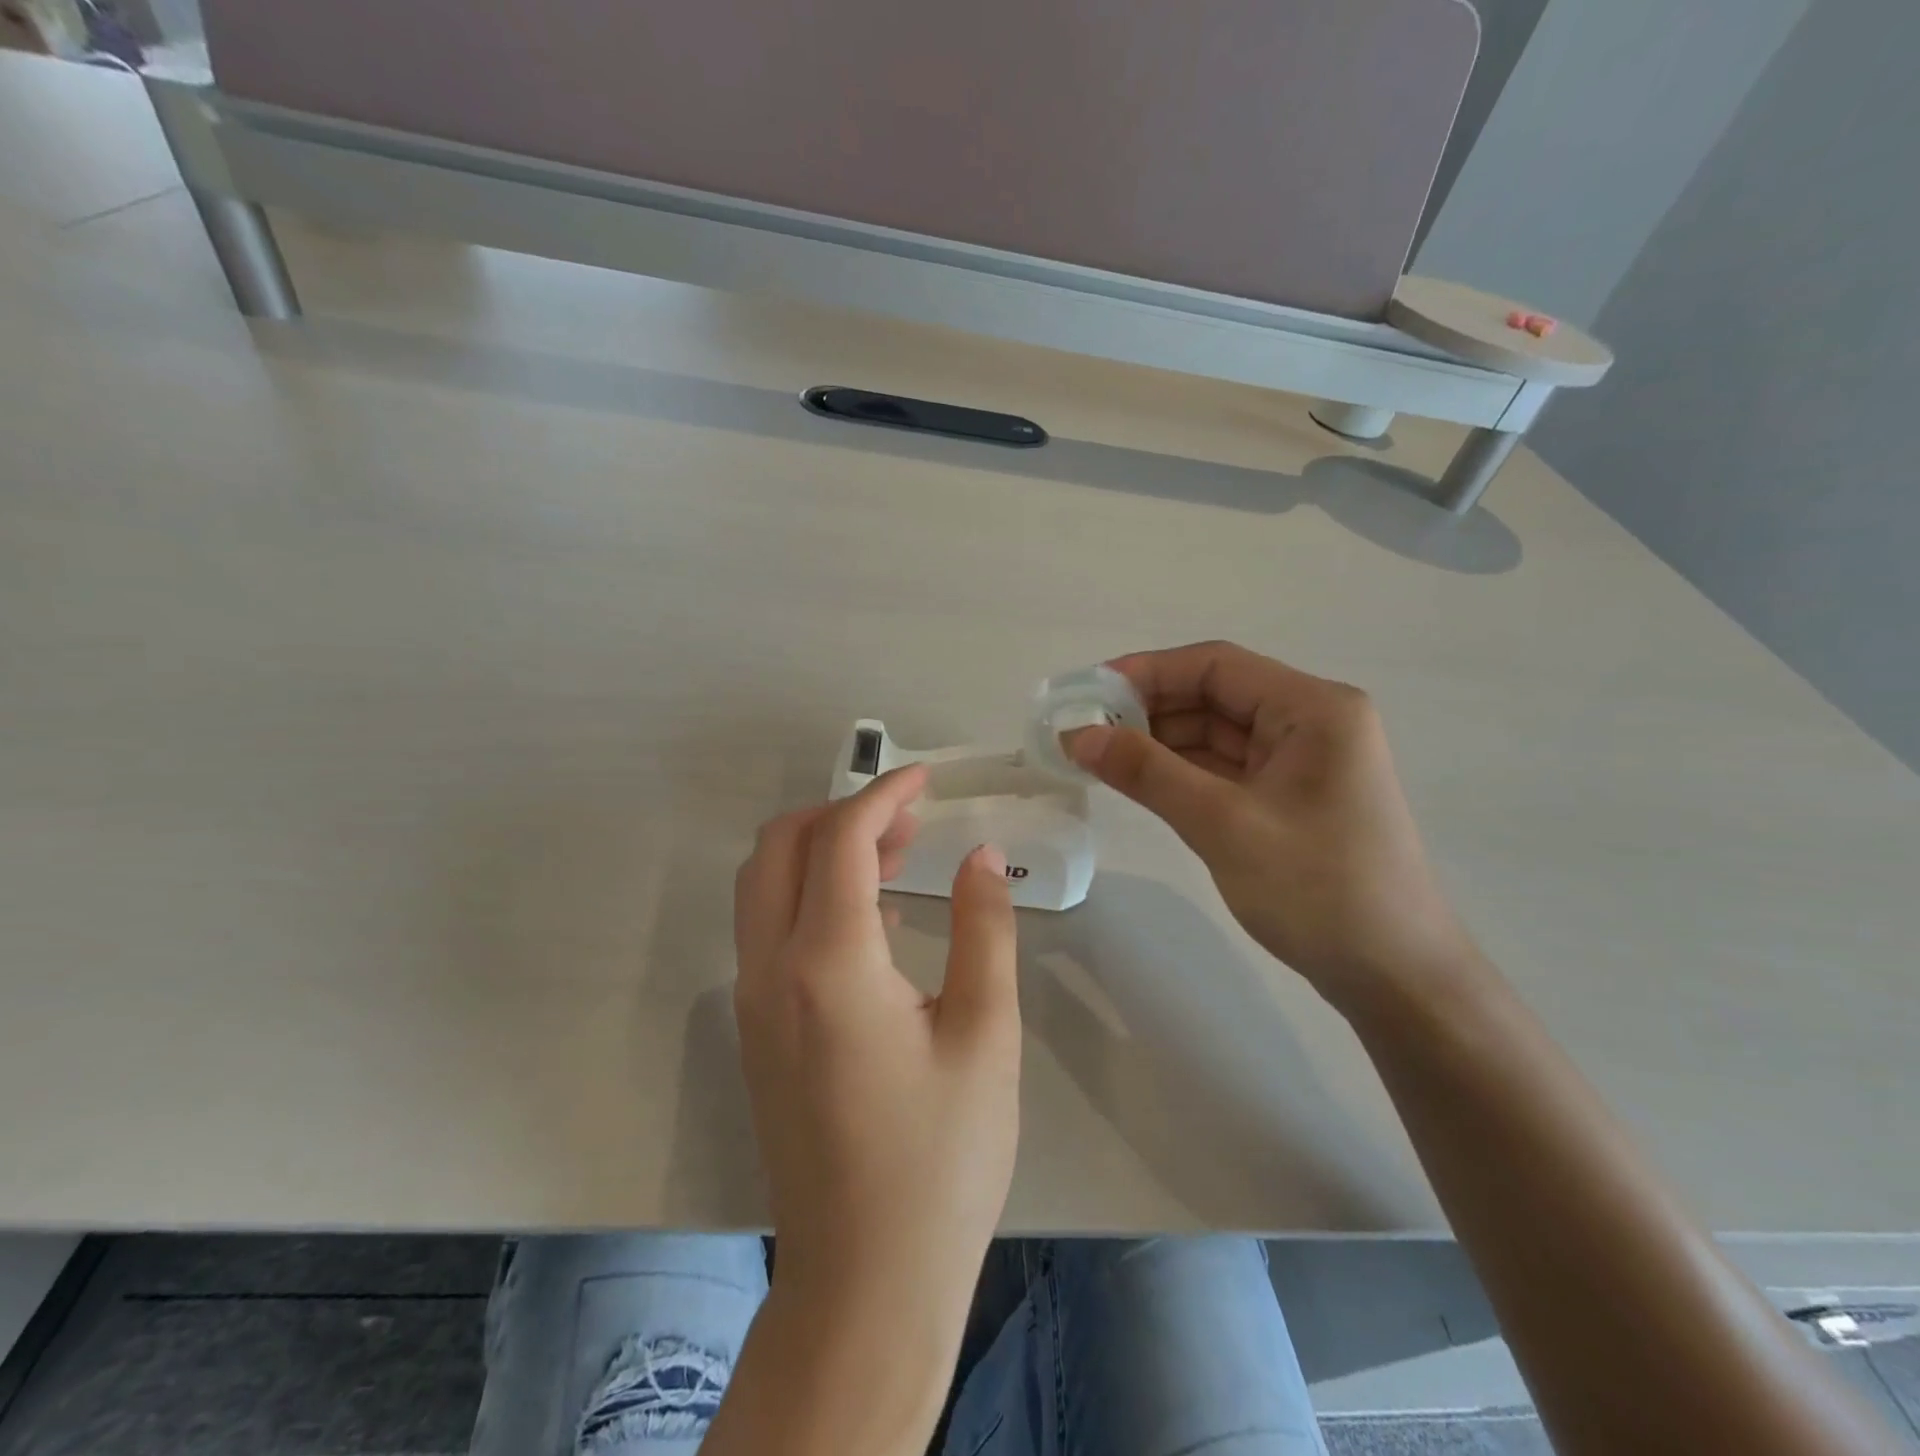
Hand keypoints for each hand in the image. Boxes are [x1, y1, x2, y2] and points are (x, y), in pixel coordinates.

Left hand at [732, 765, 1020, 1315]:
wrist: (867, 1282)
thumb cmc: (941, 1159)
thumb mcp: (986, 1035)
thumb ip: (984, 930)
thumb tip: (979, 856)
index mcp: (827, 964)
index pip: (840, 840)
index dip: (884, 794)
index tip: (926, 779)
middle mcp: (771, 971)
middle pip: (779, 847)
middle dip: (840, 812)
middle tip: (910, 819)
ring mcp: (753, 1003)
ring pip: (763, 885)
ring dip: (822, 851)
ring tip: (897, 855)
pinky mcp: (757, 1031)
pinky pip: (769, 929)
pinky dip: (811, 894)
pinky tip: (876, 919)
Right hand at [1068, 641, 1472, 1009]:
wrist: (1395, 978)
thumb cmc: (1318, 891)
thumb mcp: (1224, 825)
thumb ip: (1148, 773)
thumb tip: (1078, 735)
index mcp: (1313, 708)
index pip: (1215, 666)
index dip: (1146, 672)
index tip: (1087, 693)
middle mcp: (1310, 722)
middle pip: (1214, 696)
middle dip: (1147, 710)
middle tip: (1081, 730)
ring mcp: (1300, 762)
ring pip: (1214, 734)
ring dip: (1158, 742)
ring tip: (1096, 755)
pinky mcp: (1288, 798)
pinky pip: (1223, 769)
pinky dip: (1179, 772)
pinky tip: (1136, 780)